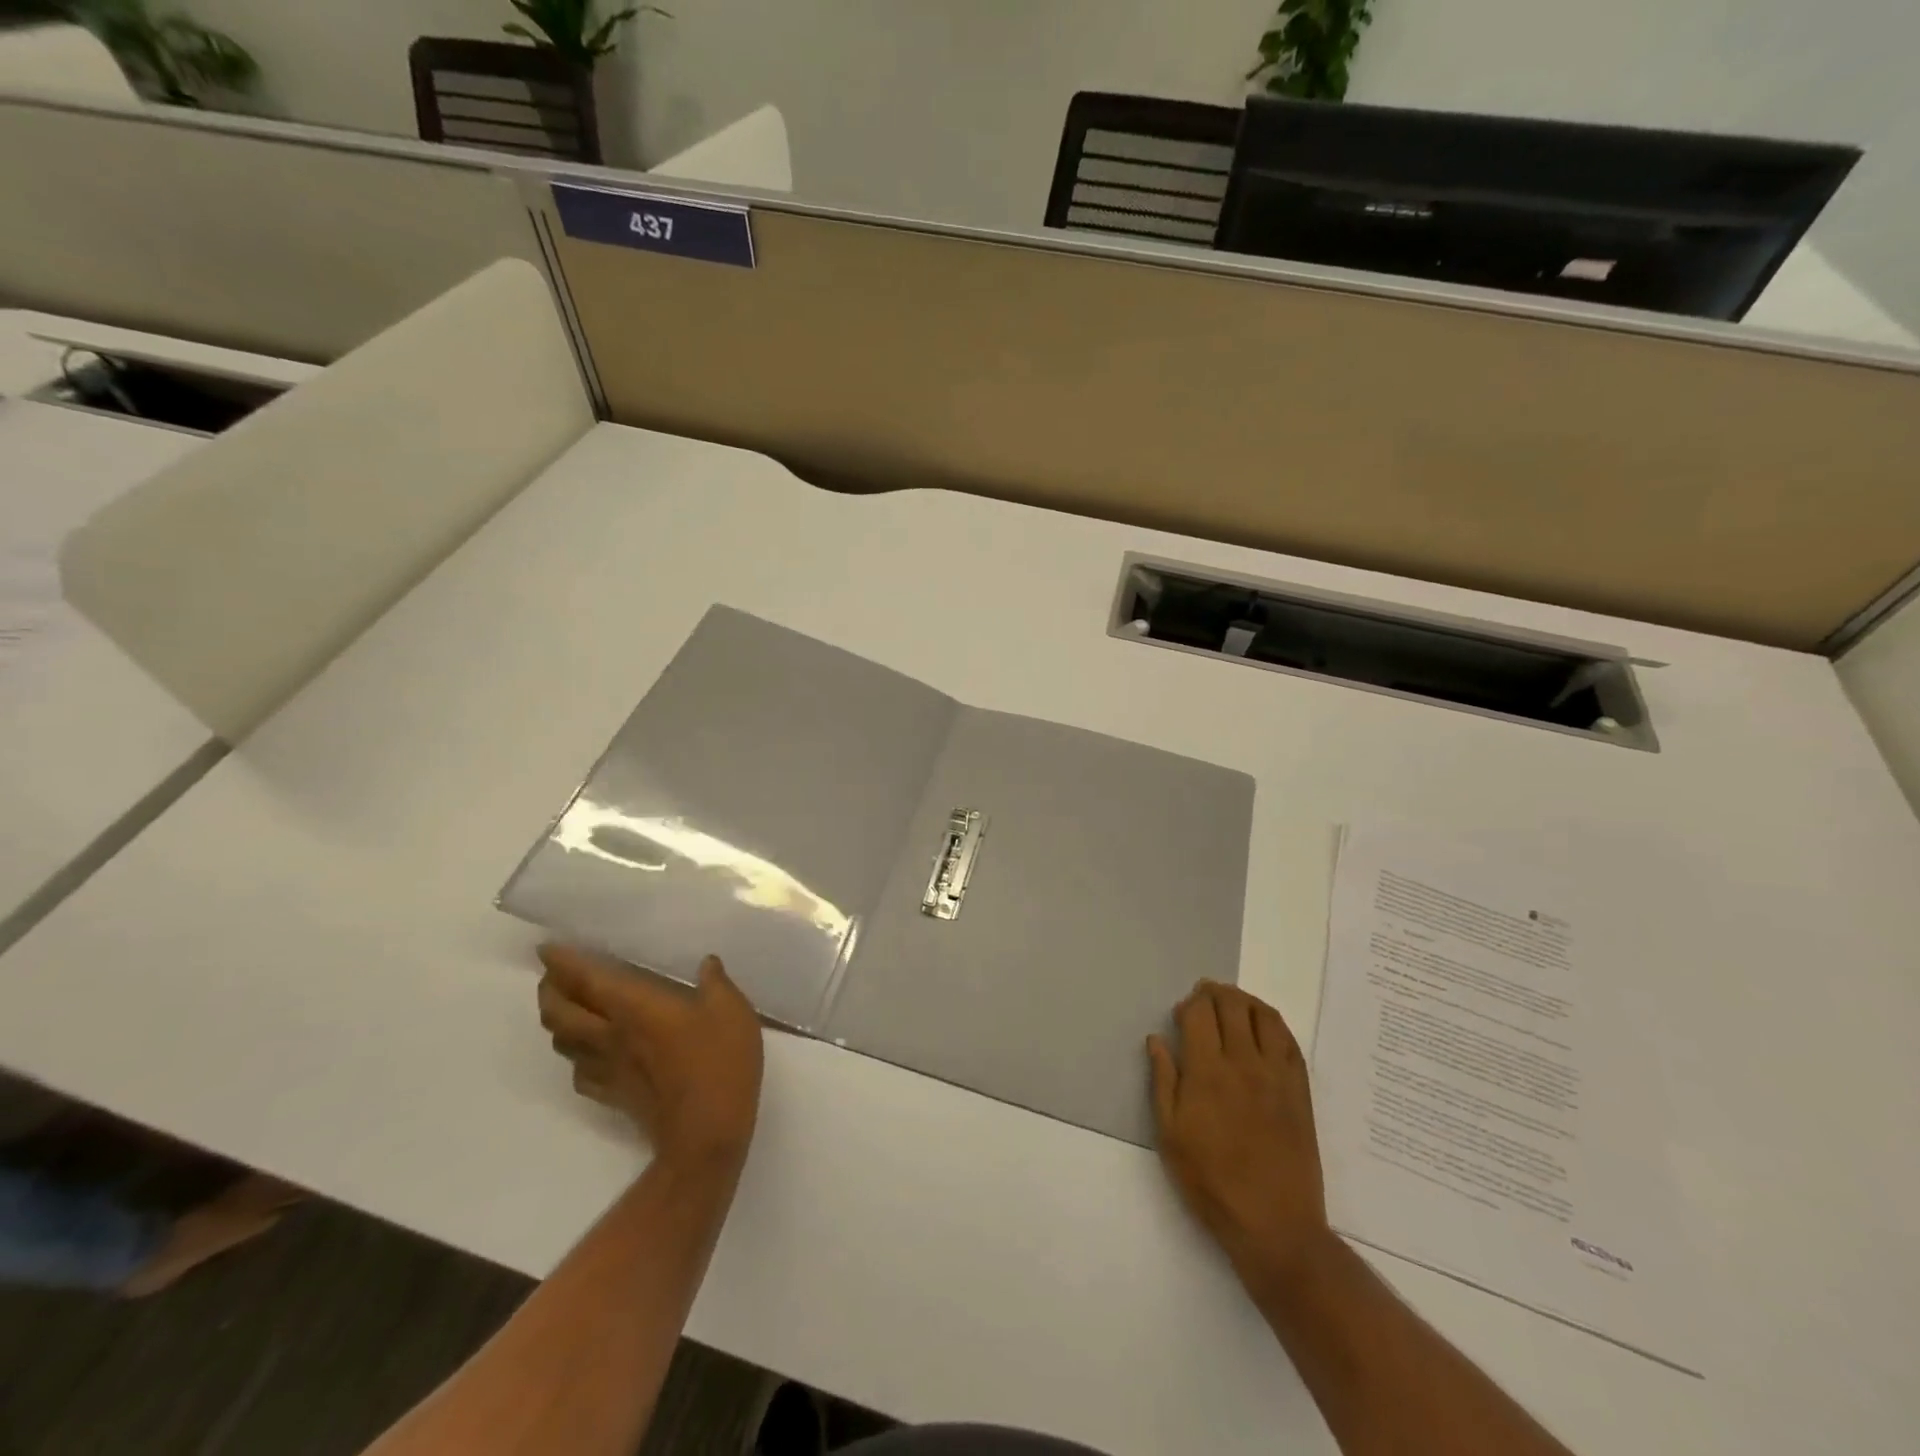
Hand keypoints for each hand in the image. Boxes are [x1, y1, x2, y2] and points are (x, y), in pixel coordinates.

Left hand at [537, 945, 764, 1173]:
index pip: (585, 980)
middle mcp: (610, 1035)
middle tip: (553, 975)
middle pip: (559, 1012)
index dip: (561, 963)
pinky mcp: (613, 1096)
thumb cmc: (719, 1062)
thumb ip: (716, 982)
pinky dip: (574, 1056)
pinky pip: (579, 1072)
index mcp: (634, 1007)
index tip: (547, 948)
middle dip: (549, 990)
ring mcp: (608, 1069)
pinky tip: (589, 1053)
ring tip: (566, 1007)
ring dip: (557, 1021)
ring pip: (563, 1042)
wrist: (706, 1133)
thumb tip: (707, 963)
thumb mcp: (731, 1010)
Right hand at [1148, 980, 1334, 1292]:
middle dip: (1214, 993)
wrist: (1273, 1224)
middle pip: (1232, 1005)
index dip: (1189, 1003)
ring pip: (1263, 1015)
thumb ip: (1163, 1081)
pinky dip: (1273, 1022)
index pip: (1199, 1013)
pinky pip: (1289, 1040)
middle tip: (1203, 998)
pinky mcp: (1300, 1089)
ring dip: (1244, 1000)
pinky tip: (1262, 1027)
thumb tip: (1156, 1040)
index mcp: (1207, 1072)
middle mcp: (1243, 1063)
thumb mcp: (1170, 1135)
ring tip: (1232, 1003)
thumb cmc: (1210, 1182)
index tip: (1181, 1012)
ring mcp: (1276, 1074)